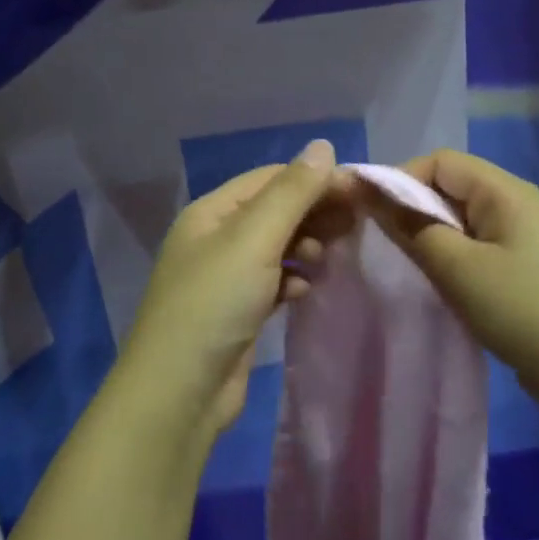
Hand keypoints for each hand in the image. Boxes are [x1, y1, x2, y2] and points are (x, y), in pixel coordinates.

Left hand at [116, 139, 340, 435]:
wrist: (179, 393)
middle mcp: (215, 238)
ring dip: (305, 246)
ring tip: (326, 258)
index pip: (271, 179)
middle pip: (275, 211)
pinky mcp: (237, 312)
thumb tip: (323, 146)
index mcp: (211, 212)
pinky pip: (273, 281)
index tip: (359, 193)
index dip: (315, 180)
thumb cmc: (214, 303)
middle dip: (314, 213)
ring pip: (277, 247)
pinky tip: (305, 289)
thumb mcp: (253, 239)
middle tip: (355, 225)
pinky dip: (292, 279)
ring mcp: (225, 277)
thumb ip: (292, 192)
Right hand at [352, 149, 538, 417]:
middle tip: (384, 244)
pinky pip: (479, 243)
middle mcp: (518, 202)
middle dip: (413, 208)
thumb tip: (370, 192)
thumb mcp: (458, 269)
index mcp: (506, 191)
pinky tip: (442, 282)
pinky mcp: (527, 264)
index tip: (370, 214)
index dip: (400, 179)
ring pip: (464, 218)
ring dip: (433, 235)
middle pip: (452, 186)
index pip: (440, 162)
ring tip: (410, 265)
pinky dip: (454, 254)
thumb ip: (411, 228)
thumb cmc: (522, 312)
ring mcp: (526, 234)